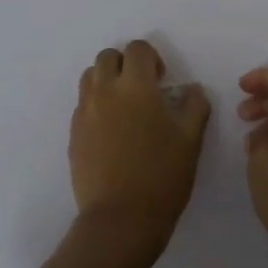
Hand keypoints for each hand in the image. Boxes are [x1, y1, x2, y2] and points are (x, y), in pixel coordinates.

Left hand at [70, 40, 210, 255]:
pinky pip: (83, 105)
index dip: (151, 58)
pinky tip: (113, 133)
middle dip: (125, 64)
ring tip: (125, 107)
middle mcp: (104, 91)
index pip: (137, 49)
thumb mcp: (191, 139)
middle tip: (142, 89)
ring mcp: (84, 113)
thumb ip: (194, 105)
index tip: (162, 79)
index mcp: (135, 86)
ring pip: (89, 78)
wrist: (121, 218)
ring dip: (107, 81)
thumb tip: (191, 89)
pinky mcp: (73, 135)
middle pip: (107, 57)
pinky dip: (97, 106)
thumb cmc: (162, 175)